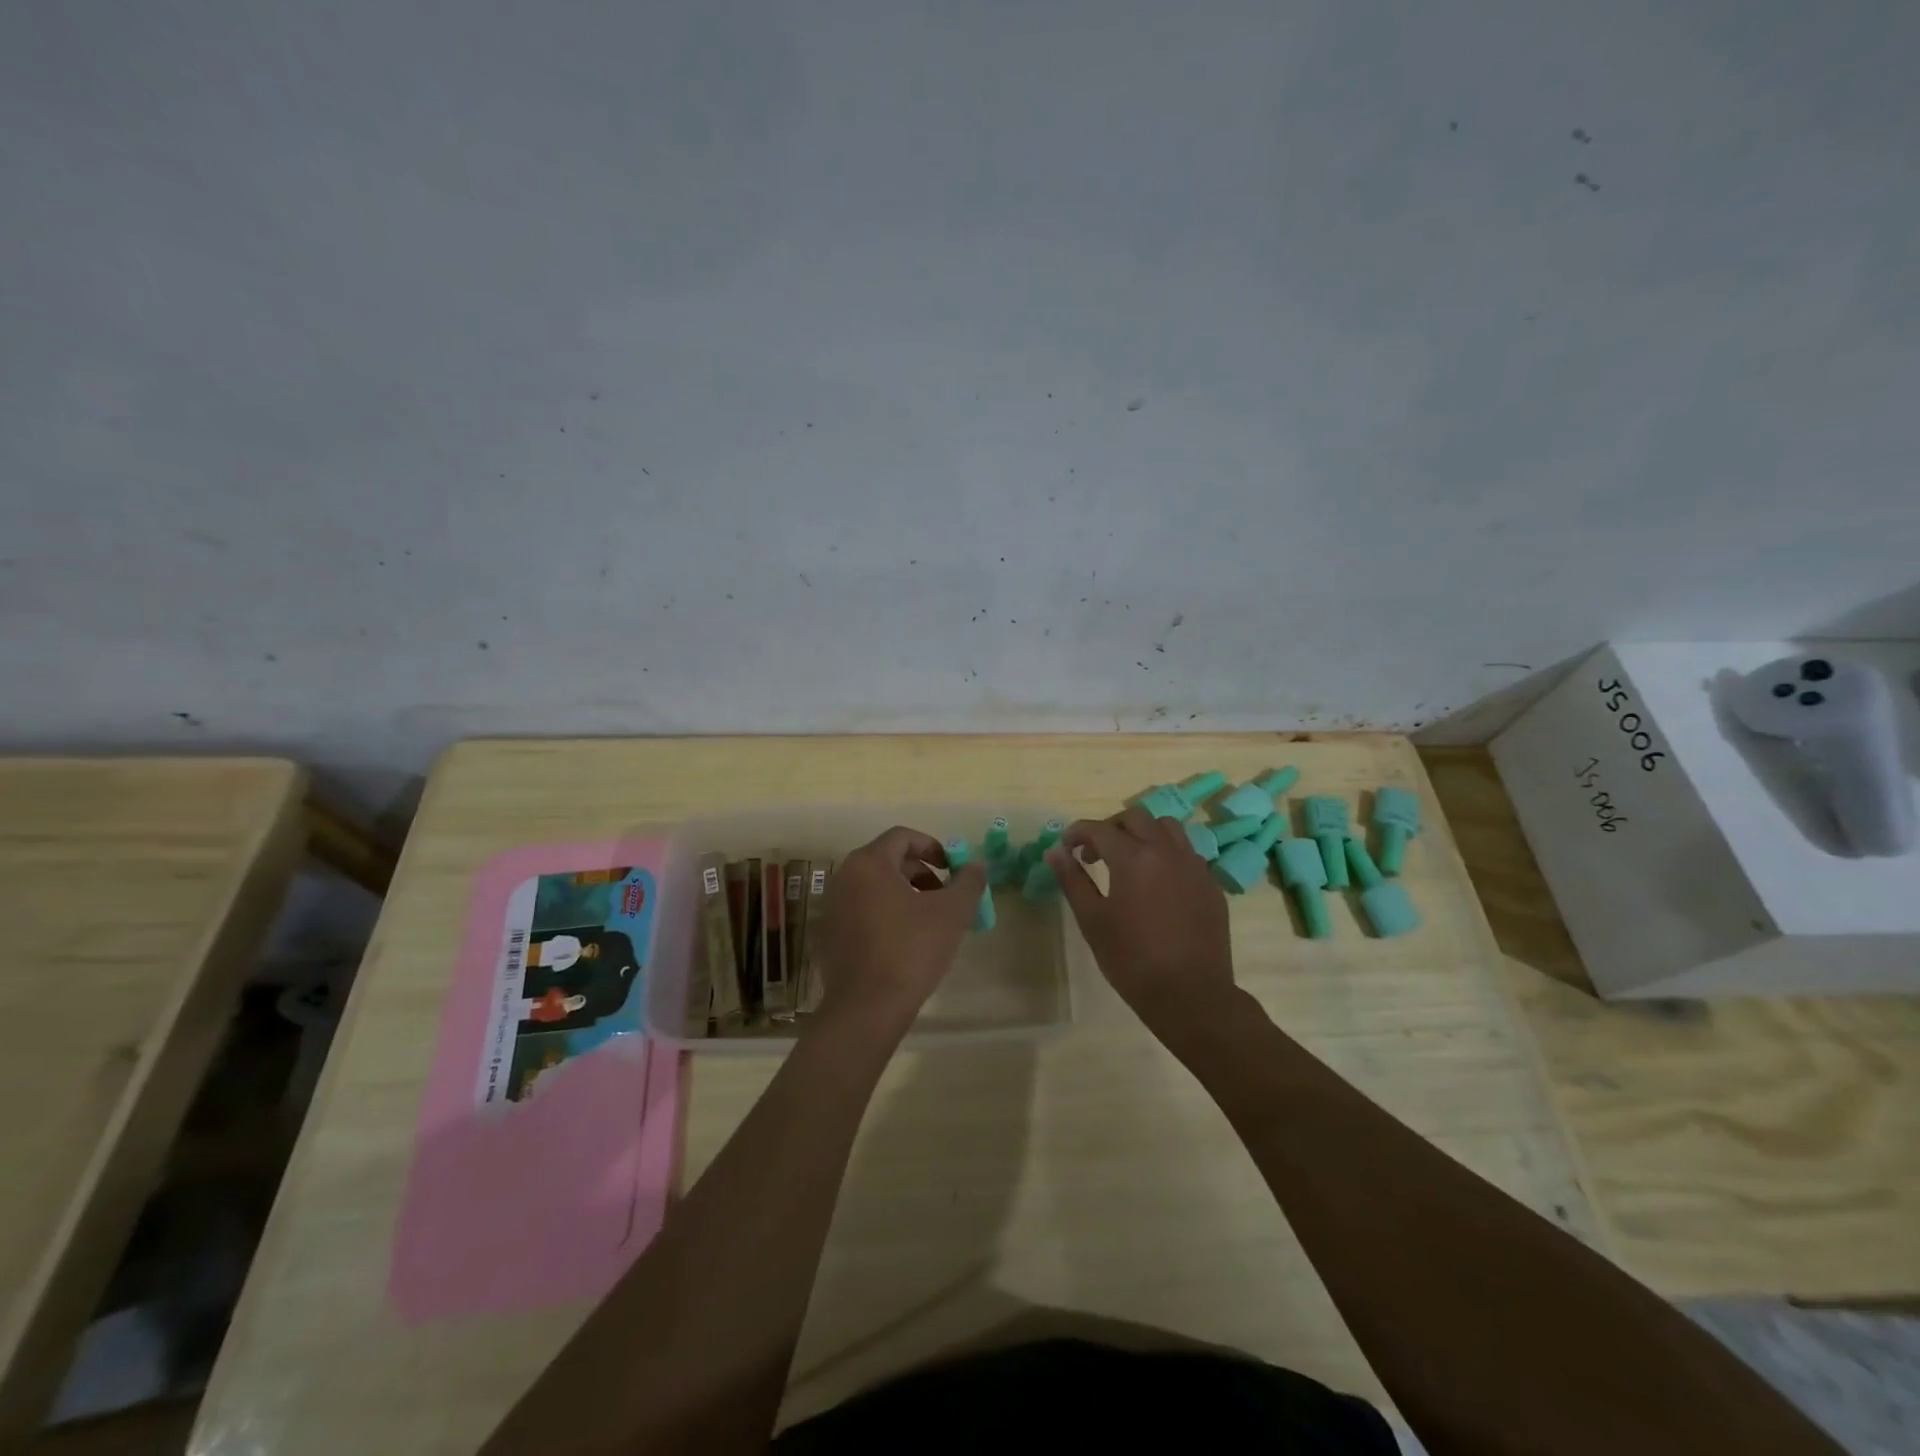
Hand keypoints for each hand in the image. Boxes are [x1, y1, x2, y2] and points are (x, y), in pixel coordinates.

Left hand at [817, 826, 987, 1037]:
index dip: (932, 847)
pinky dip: (886, 912)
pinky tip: (906, 941)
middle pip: (888, 860)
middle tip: (945, 895)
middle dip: (921, 872)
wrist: (866, 1008)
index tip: (952, 868)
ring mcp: (834, 906)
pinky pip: (862, 908)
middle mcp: (845, 877)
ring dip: (905, 893)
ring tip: (930, 919)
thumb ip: (968, 882)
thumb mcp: (951, 913)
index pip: (902, 837)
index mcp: (869, 863)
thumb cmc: (911, 950)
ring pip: (875, 886)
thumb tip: (977, 865)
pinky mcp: (831, 933)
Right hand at [1046, 807, 1237, 1038]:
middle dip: (1110, 828)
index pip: (1099, 829)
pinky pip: (1186, 851)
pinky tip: (1157, 882)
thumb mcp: (1092, 920)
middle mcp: (1166, 851)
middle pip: (1135, 817)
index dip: (1077, 833)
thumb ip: (1072, 880)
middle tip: (1094, 854)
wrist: (1190, 995)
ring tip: (1129, 859)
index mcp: (1133, 858)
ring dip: (1142, 833)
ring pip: (1167, 827)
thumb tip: (1055, 852)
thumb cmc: (1132, 960)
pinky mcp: (1210, 883)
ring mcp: (1194, 865)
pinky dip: (1166, 852)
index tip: (1066, 847)